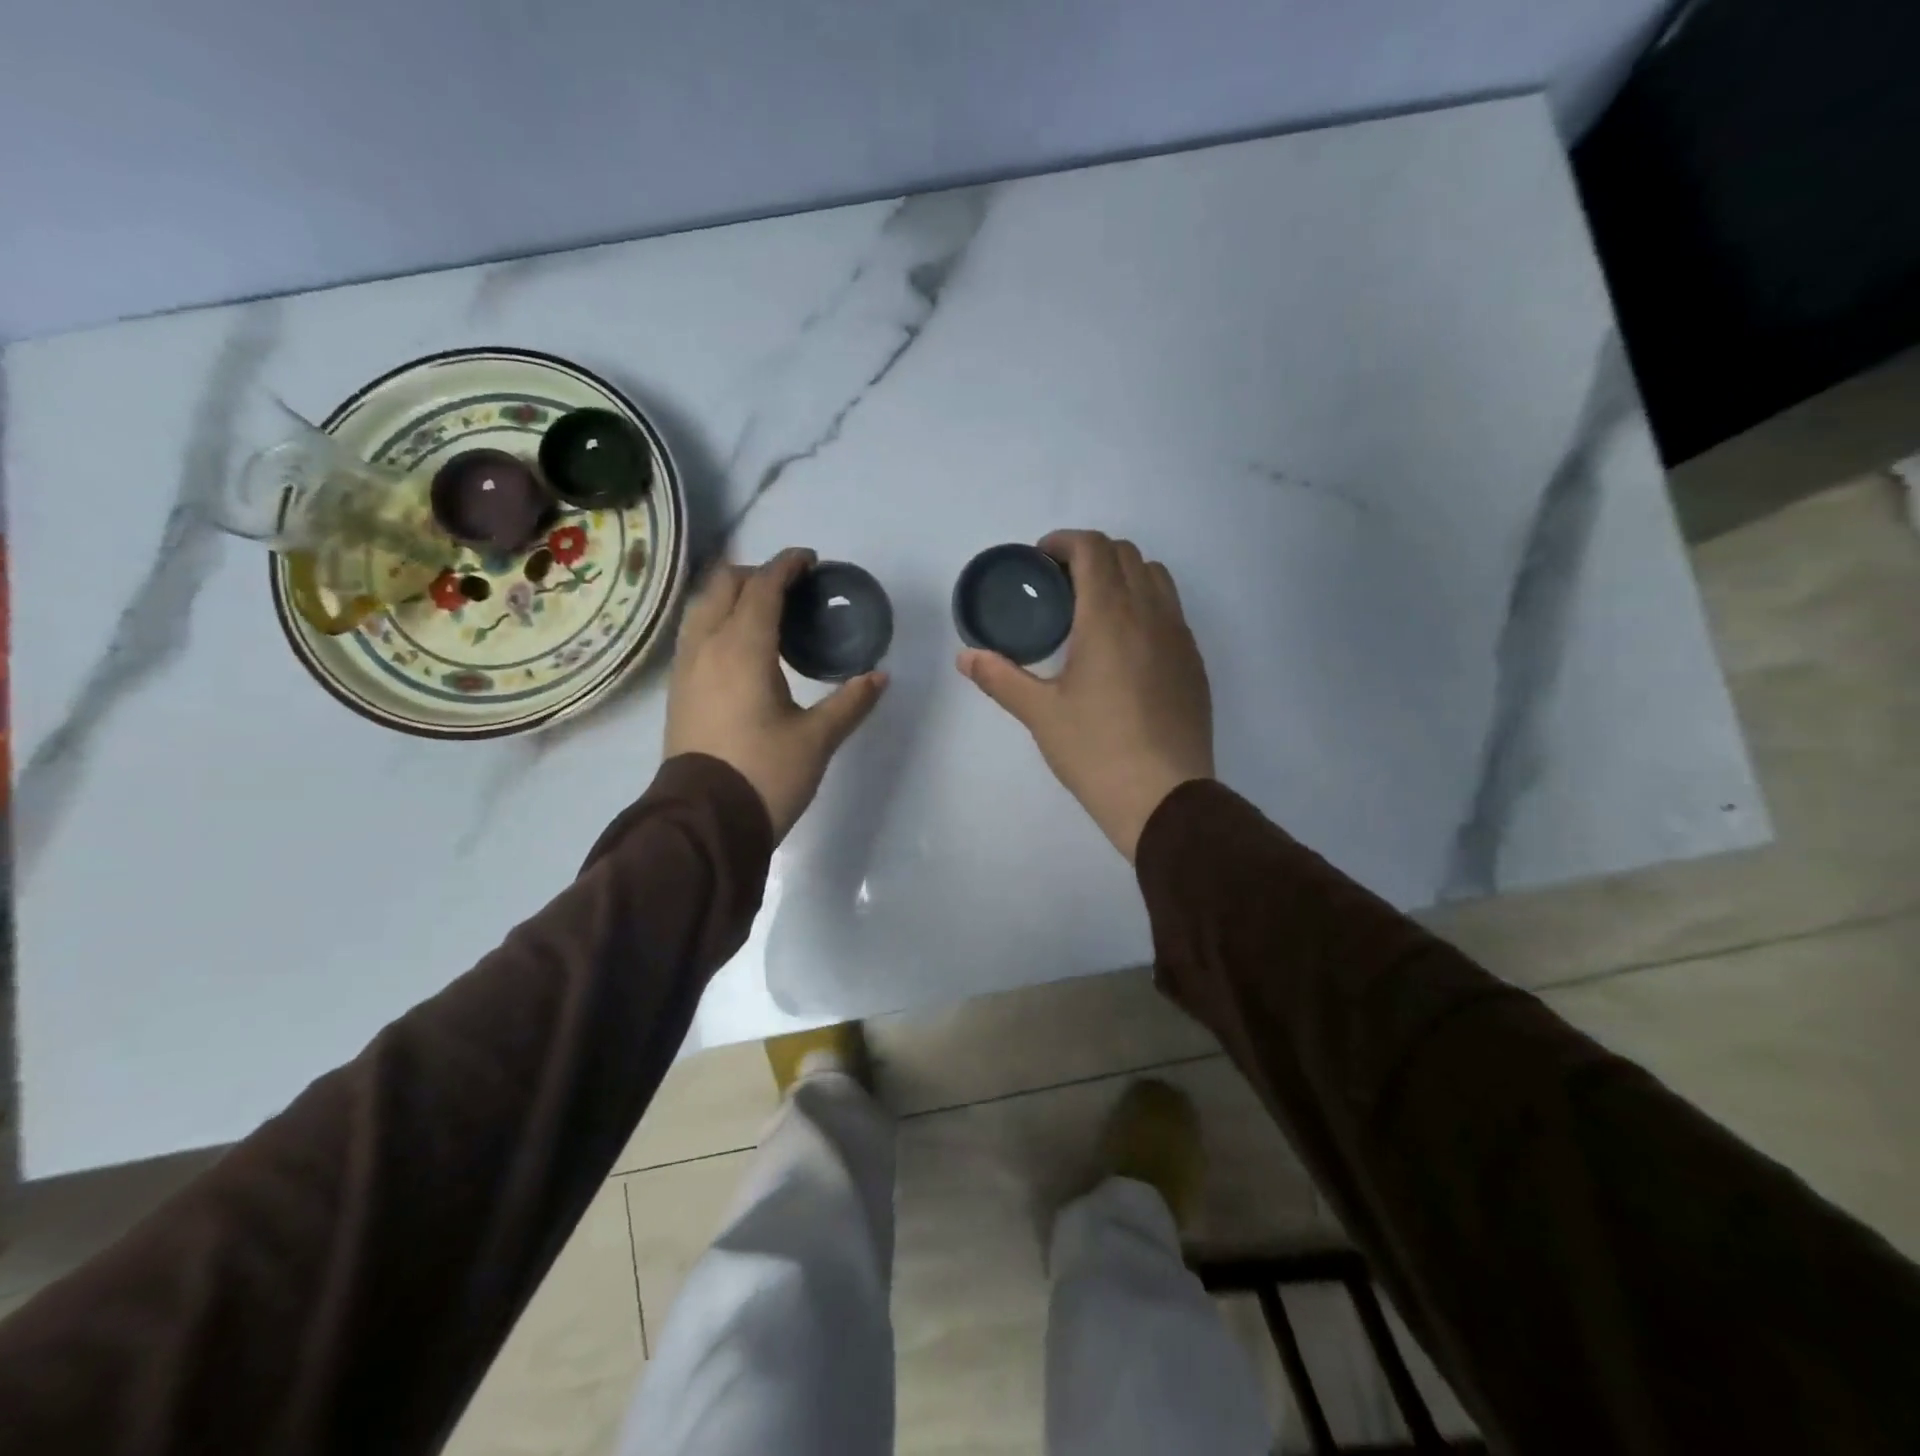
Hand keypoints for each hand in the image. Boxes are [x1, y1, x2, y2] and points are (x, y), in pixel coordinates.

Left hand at [666, 548, 886, 839]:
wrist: (705, 820)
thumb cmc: (765, 775)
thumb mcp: (817, 739)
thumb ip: (850, 702)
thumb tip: (879, 676)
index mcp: (742, 649)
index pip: (762, 588)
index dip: (786, 566)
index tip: (810, 560)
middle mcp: (707, 646)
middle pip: (724, 585)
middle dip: (756, 574)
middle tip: (790, 586)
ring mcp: (686, 667)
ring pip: (702, 607)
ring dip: (731, 594)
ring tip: (763, 608)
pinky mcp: (679, 689)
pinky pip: (695, 632)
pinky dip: (717, 619)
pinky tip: (739, 643)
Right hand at [958, 530, 1213, 860]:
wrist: (1164, 797)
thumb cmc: (1096, 750)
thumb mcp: (1040, 714)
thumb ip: (1000, 677)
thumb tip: (965, 656)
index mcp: (1109, 616)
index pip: (1093, 549)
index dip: (1063, 541)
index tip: (1040, 559)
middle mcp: (1151, 613)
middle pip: (1126, 553)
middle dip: (1091, 554)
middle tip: (1060, 585)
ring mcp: (1179, 637)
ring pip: (1156, 577)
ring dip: (1123, 575)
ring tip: (1095, 608)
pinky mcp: (1194, 662)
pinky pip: (1172, 611)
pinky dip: (1146, 604)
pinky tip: (1125, 646)